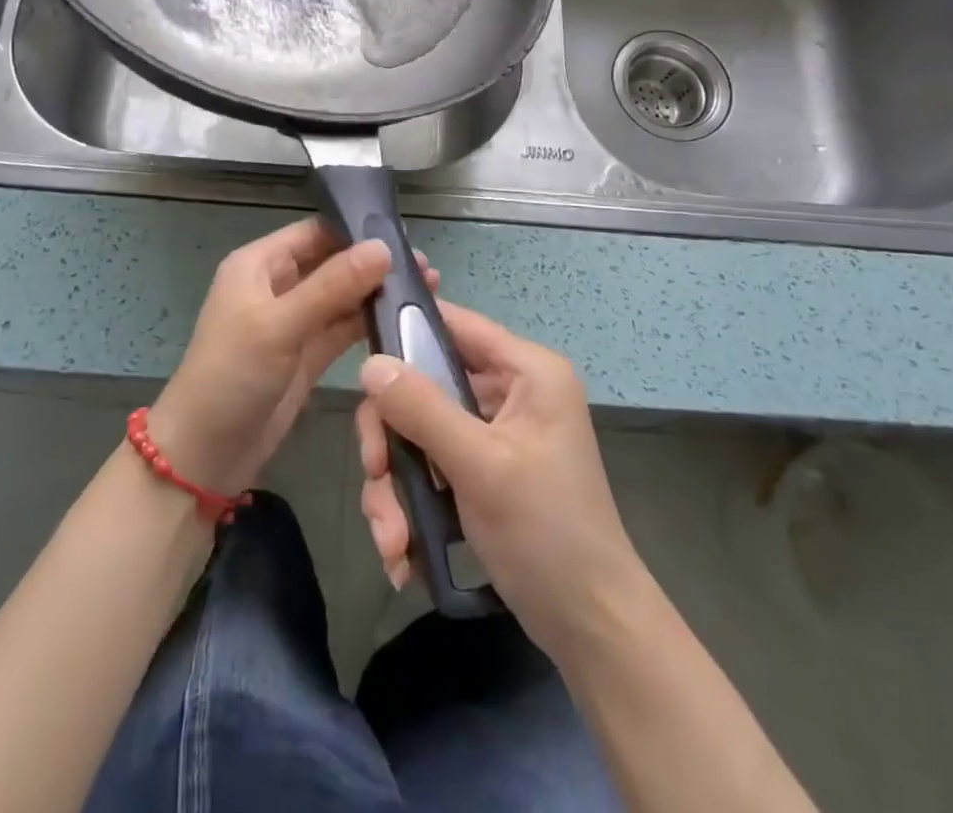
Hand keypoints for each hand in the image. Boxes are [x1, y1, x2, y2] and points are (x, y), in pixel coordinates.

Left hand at [150, 218, 435, 498]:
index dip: (356, 230)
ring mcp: (294, 321)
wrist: (203, 456)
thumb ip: (332, 286)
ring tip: (428, 289)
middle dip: (374, 263)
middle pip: (333, 262)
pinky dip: (370, 323)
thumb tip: (383, 248)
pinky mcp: (308, 354)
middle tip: (425, 268)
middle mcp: (278, 285)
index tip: (404, 237)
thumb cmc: (231, 376)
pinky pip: (343, 328)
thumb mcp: (279, 325)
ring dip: (377, 292)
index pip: (315, 232)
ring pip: (343, 296)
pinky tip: (406, 319)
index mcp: (260, 265)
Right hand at [355, 301, 643, 658]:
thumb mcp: (480, 466)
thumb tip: (368, 364)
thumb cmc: (546, 534)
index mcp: (527, 372)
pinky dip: (411, 504)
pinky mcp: (481, 471)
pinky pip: (430, 466)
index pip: (456, 324)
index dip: (406, 331)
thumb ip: (422, 409)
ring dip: (395, 485)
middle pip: (425, 385)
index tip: (362, 362)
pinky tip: (403, 553)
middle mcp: (510, 392)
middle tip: (374, 473)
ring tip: (392, 541)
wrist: (590, 628)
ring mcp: (493, 433)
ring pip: (420, 432)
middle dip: (392, 438)